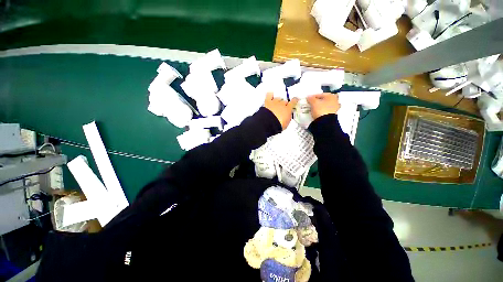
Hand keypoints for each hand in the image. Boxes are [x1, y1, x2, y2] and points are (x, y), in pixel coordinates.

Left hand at [264, 93, 297, 129]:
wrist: (269, 123)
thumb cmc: (278, 124)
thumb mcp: (286, 123)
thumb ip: (288, 117)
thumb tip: (287, 116)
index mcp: (288, 109)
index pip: (293, 102)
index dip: (294, 100)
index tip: (295, 100)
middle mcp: (282, 104)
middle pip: (284, 101)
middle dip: (284, 104)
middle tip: (282, 107)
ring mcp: (274, 102)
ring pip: (278, 98)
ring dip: (277, 100)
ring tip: (276, 103)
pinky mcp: (268, 102)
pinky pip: (269, 95)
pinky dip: (270, 94)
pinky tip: (270, 94)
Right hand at [307, 93, 339, 119]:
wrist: (325, 122)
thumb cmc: (321, 110)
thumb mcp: (314, 103)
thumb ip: (311, 98)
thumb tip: (309, 97)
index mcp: (331, 96)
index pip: (320, 94)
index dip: (313, 97)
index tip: (308, 100)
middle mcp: (335, 101)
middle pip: (323, 100)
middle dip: (317, 102)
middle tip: (310, 104)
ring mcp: (335, 108)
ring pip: (324, 106)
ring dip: (319, 107)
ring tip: (312, 109)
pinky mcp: (332, 115)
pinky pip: (325, 111)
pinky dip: (321, 111)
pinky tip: (316, 113)